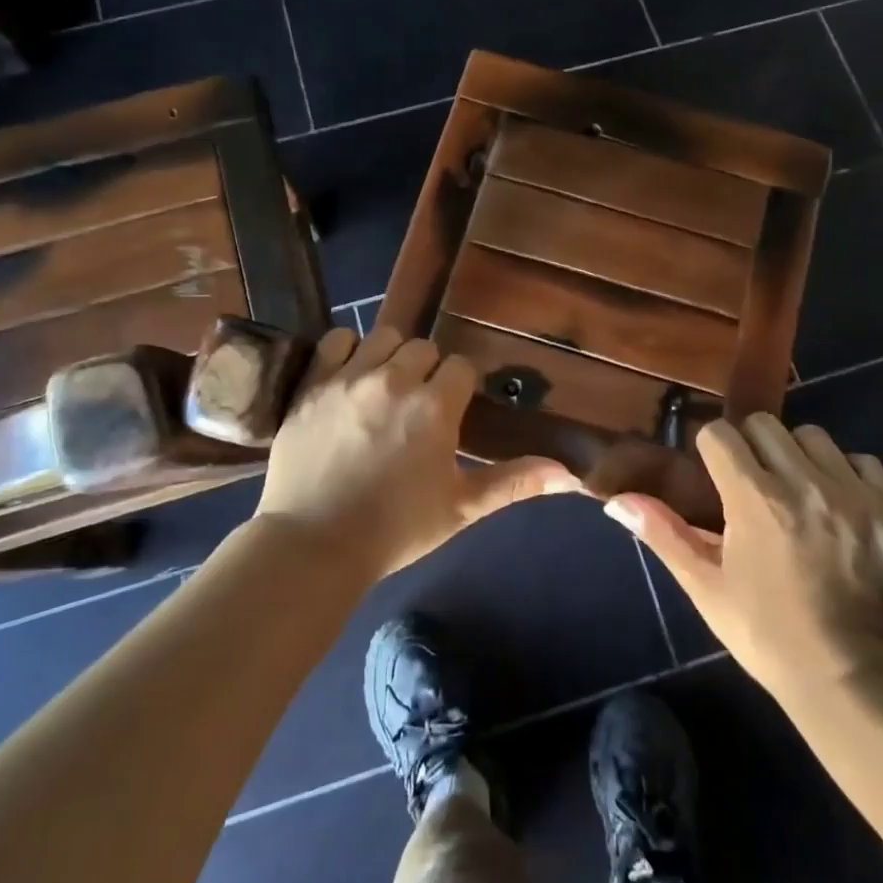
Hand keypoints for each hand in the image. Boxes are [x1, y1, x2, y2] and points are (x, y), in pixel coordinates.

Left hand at [255, 326, 579, 579]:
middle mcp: (394, 380)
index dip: (459, 386)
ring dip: (391, 356)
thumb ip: (515, 482)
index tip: (451, 409)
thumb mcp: (461, 508)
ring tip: (385, 388)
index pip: (460, 367)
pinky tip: (350, 374)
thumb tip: (571, 475)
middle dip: (427, 371)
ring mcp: (349, 378)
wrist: (313, 546)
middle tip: (418, 405)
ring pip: (383, 337)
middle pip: (423, 348)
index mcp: (434, 407)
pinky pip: (336, 339)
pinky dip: (347, 350)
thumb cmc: (395, 530)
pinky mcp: (312, 384)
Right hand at [604, 414, 882, 698]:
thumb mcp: (705, 586)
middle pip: (765, 424)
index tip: (712, 473)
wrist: (849, 676)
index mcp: (754, 500)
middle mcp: (803, 483)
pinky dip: (843, 471)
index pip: (721, 434)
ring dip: (796, 454)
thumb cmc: (765, 633)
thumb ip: (663, 534)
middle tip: (750, 482)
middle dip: (750, 445)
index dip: (710, 449)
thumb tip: (616, 501)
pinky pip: (860, 459)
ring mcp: (850, 492)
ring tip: (794, 489)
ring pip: (812, 435)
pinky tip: (834, 501)